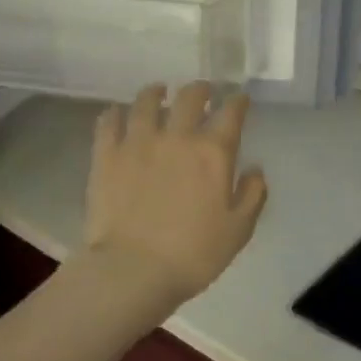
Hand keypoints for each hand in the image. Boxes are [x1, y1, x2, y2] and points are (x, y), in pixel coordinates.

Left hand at [85, 83, 268, 304]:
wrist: (133, 270)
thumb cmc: (193, 254)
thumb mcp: (239, 230)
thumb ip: (252, 194)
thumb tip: (254, 169)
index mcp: (213, 152)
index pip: (231, 113)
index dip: (238, 101)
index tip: (240, 99)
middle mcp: (177, 136)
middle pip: (189, 97)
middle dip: (200, 89)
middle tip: (203, 92)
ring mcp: (137, 142)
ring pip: (146, 101)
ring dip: (156, 92)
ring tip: (159, 92)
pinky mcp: (106, 155)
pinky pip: (109, 121)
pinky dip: (116, 113)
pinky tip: (119, 113)